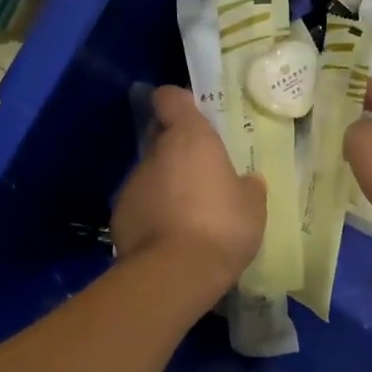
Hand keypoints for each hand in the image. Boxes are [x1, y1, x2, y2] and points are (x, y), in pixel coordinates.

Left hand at [113, 86, 265, 302]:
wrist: (175, 273)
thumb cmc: (222, 226)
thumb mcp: (252, 206)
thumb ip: (247, 187)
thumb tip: (247, 181)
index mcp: (189, 138)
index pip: (170, 98)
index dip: (179, 102)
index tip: (192, 114)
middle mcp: (154, 153)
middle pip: (160, 137)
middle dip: (176, 149)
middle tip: (201, 171)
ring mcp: (132, 184)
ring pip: (150, 174)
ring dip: (166, 185)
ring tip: (188, 214)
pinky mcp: (119, 216)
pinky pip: (140, 206)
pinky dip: (153, 214)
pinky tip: (171, 238)